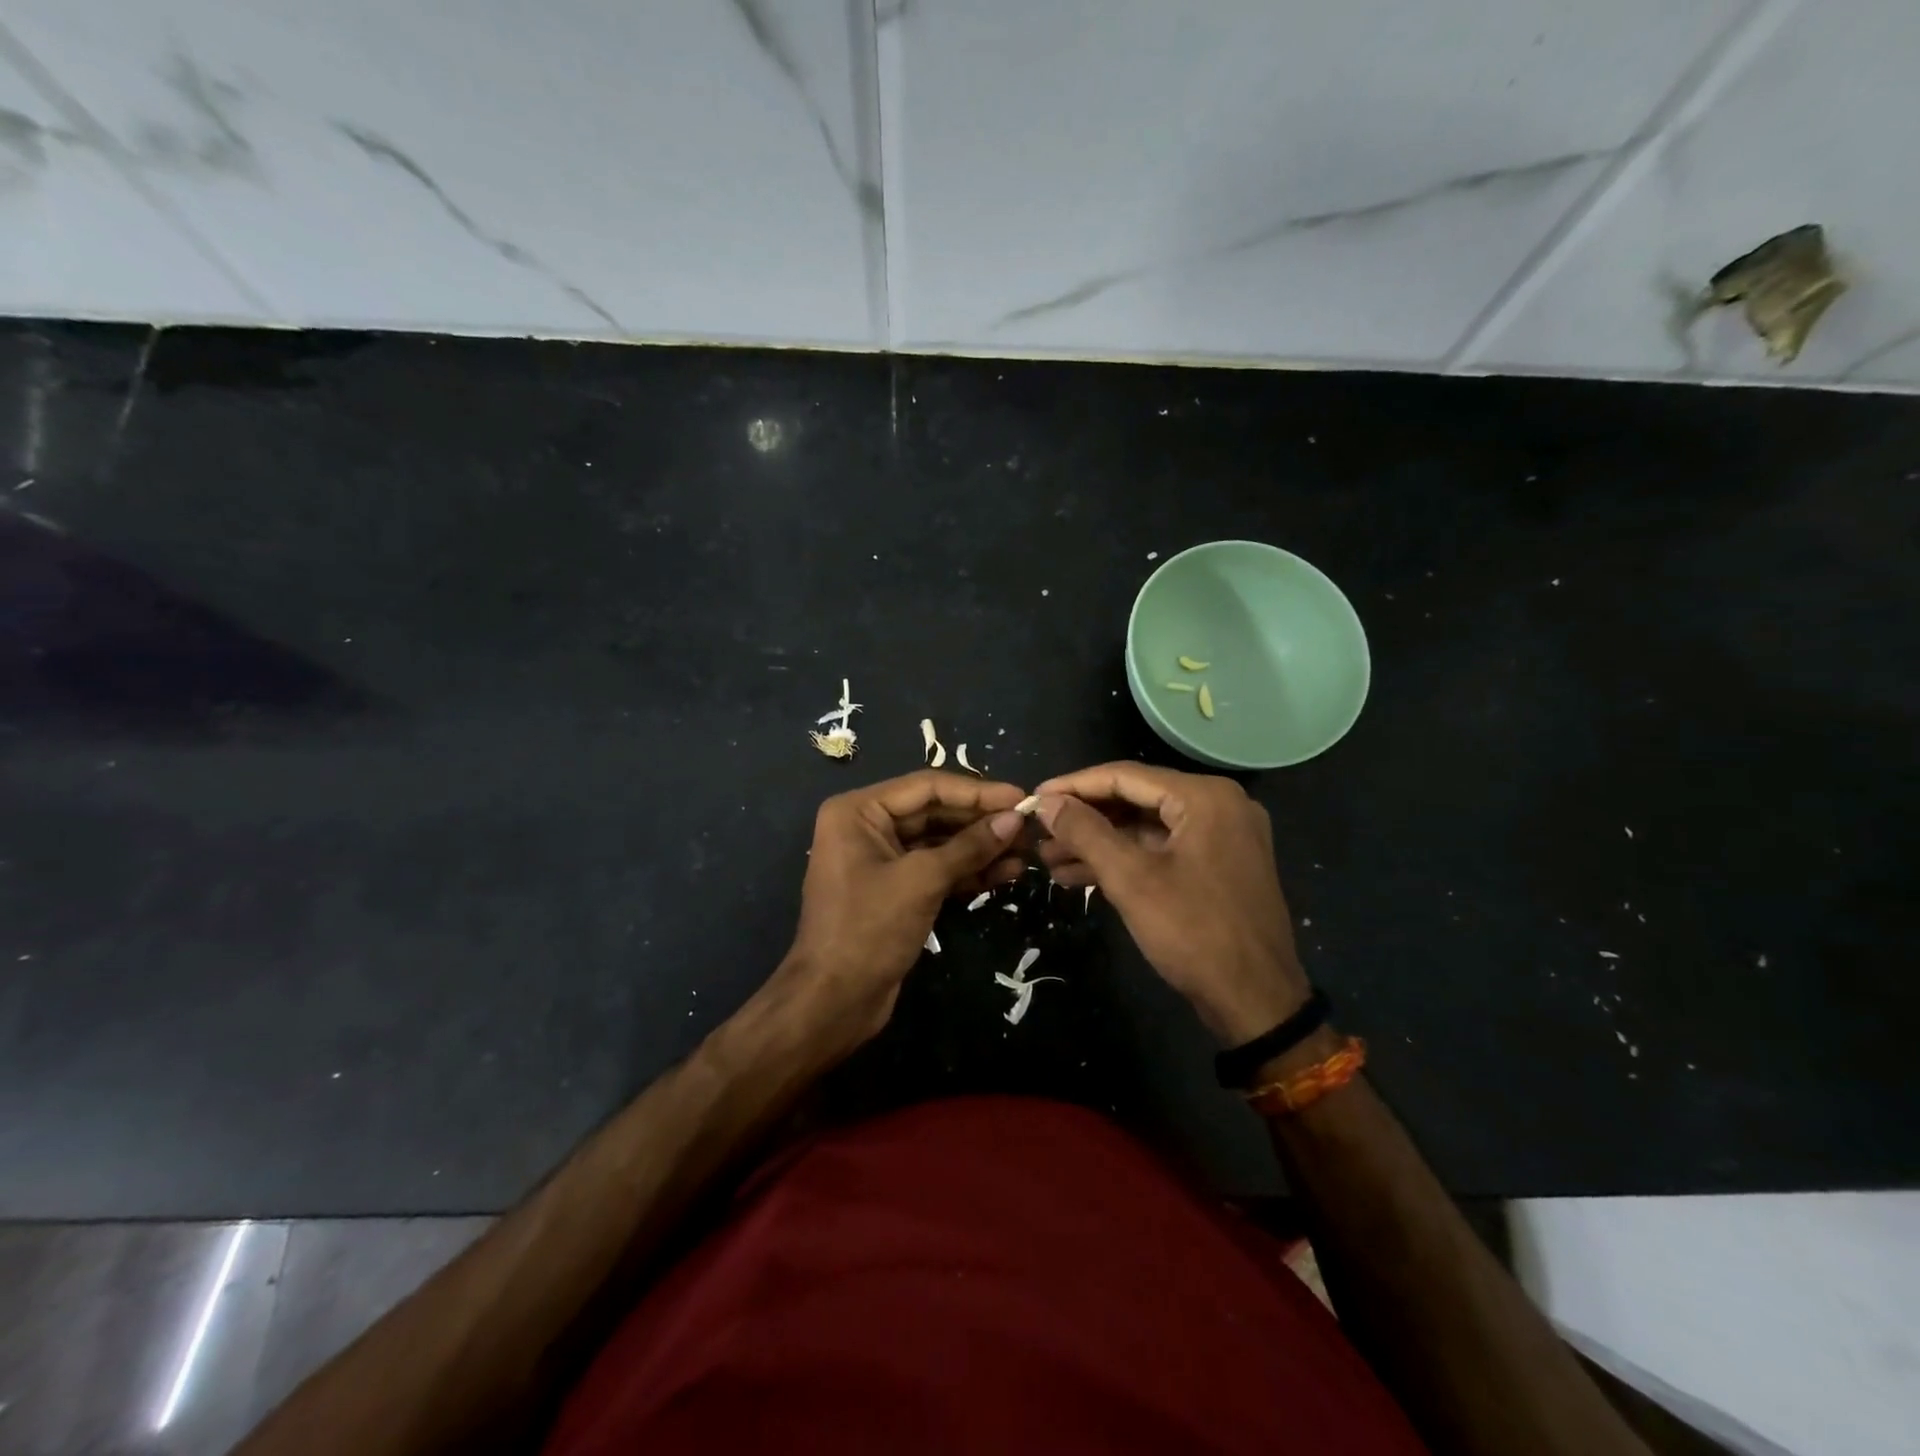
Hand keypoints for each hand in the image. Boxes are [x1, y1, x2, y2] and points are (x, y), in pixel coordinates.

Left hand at [773, 770, 1028, 1053]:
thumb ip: (969, 847)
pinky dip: (968, 871)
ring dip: (981, 848)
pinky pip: (937, 869)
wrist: (834, 1002)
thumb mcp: (922, 881)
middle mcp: (867, 826)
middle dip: (982, 821)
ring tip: (1026, 853)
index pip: (928, 787)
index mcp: (858, 811)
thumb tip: (1015, 819)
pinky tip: (1006, 874)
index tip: (1022, 798)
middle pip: (935, 812)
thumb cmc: (869, 930)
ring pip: (940, 842)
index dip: (978, 791)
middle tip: (1029, 827)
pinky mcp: (896, 889)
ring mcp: (882, 859)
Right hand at [1033, 762, 1308, 1045]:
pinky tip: (1080, 875)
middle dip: (1084, 819)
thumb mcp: (1131, 879)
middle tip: (1039, 834)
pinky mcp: (1219, 864)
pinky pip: (1162, 848)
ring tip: (1050, 860)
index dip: (1074, 786)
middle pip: (1136, 799)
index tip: (1034, 798)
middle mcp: (1219, 804)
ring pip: (1146, 827)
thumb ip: (1085, 832)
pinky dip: (1125, 858)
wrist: (1257, 1002)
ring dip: (1099, 842)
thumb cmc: (1193, 932)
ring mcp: (1223, 835)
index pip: (1125, 776)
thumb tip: (1046, 803)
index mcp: (1205, 797)